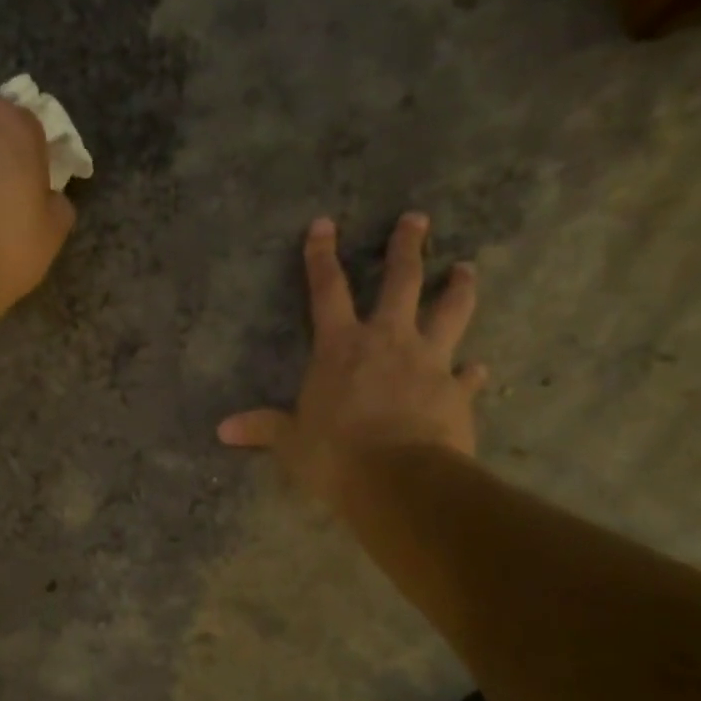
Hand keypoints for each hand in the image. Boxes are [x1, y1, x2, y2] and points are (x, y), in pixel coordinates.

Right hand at [218, 212, 487, 512]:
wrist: (400, 480)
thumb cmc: (335, 454)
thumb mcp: (291, 442)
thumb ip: (263, 429)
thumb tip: (222, 430)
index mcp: (341, 346)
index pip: (326, 290)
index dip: (321, 256)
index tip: (324, 224)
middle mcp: (388, 341)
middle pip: (402, 282)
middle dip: (407, 248)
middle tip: (417, 220)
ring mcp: (429, 363)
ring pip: (449, 313)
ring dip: (458, 290)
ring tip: (466, 270)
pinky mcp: (456, 392)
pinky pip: (467, 376)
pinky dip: (471, 371)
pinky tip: (478, 369)